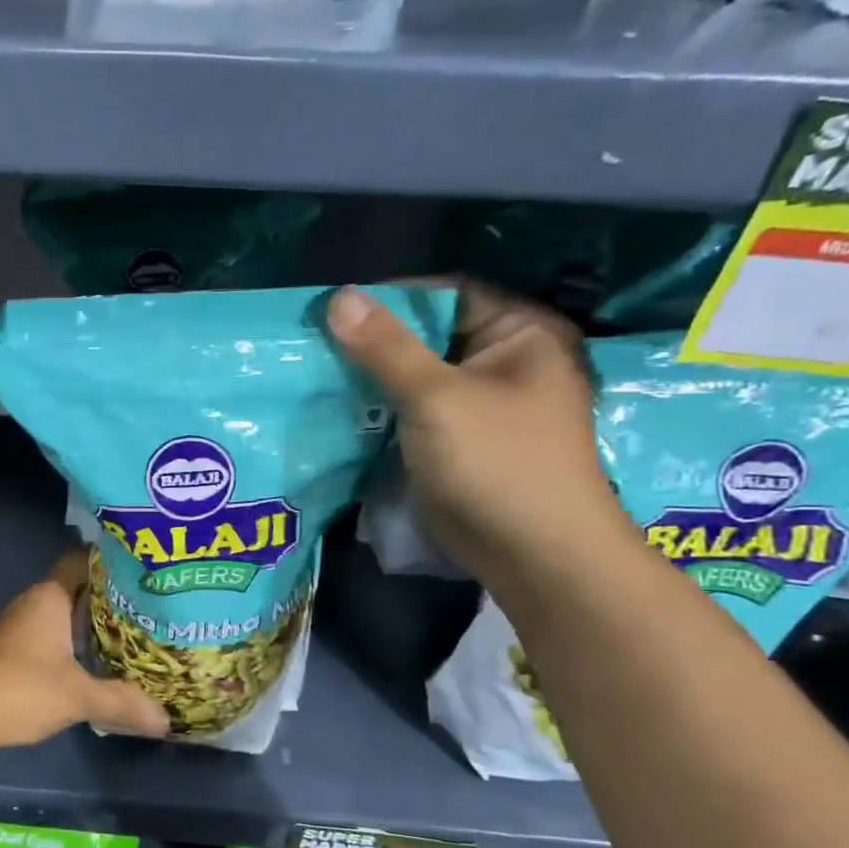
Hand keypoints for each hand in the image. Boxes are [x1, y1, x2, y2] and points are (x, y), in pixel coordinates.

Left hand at [0, 549, 169, 748]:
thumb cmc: (23, 689)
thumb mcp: (79, 697)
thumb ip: (122, 702)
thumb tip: (164, 720)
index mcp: (49, 597)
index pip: (81, 562)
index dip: (109, 563)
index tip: (141, 571)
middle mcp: (32, 602)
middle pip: (75, 589)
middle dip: (107, 598)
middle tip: (146, 608)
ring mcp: (17, 626)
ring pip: (60, 614)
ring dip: (87, 624)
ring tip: (128, 634)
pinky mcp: (9, 649)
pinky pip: (48, 635)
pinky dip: (69, 642)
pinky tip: (92, 661)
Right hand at [327, 282, 636, 594]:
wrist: (532, 554)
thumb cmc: (496, 462)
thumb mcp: (436, 397)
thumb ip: (385, 347)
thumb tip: (339, 296)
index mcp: (520, 332)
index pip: (447, 294)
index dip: (392, 297)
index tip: (335, 309)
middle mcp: (505, 360)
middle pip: (429, 335)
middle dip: (375, 340)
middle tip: (316, 343)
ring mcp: (481, 404)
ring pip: (417, 376)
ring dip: (373, 377)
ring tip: (318, 373)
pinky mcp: (459, 441)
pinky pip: (414, 411)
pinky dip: (382, 409)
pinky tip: (340, 409)